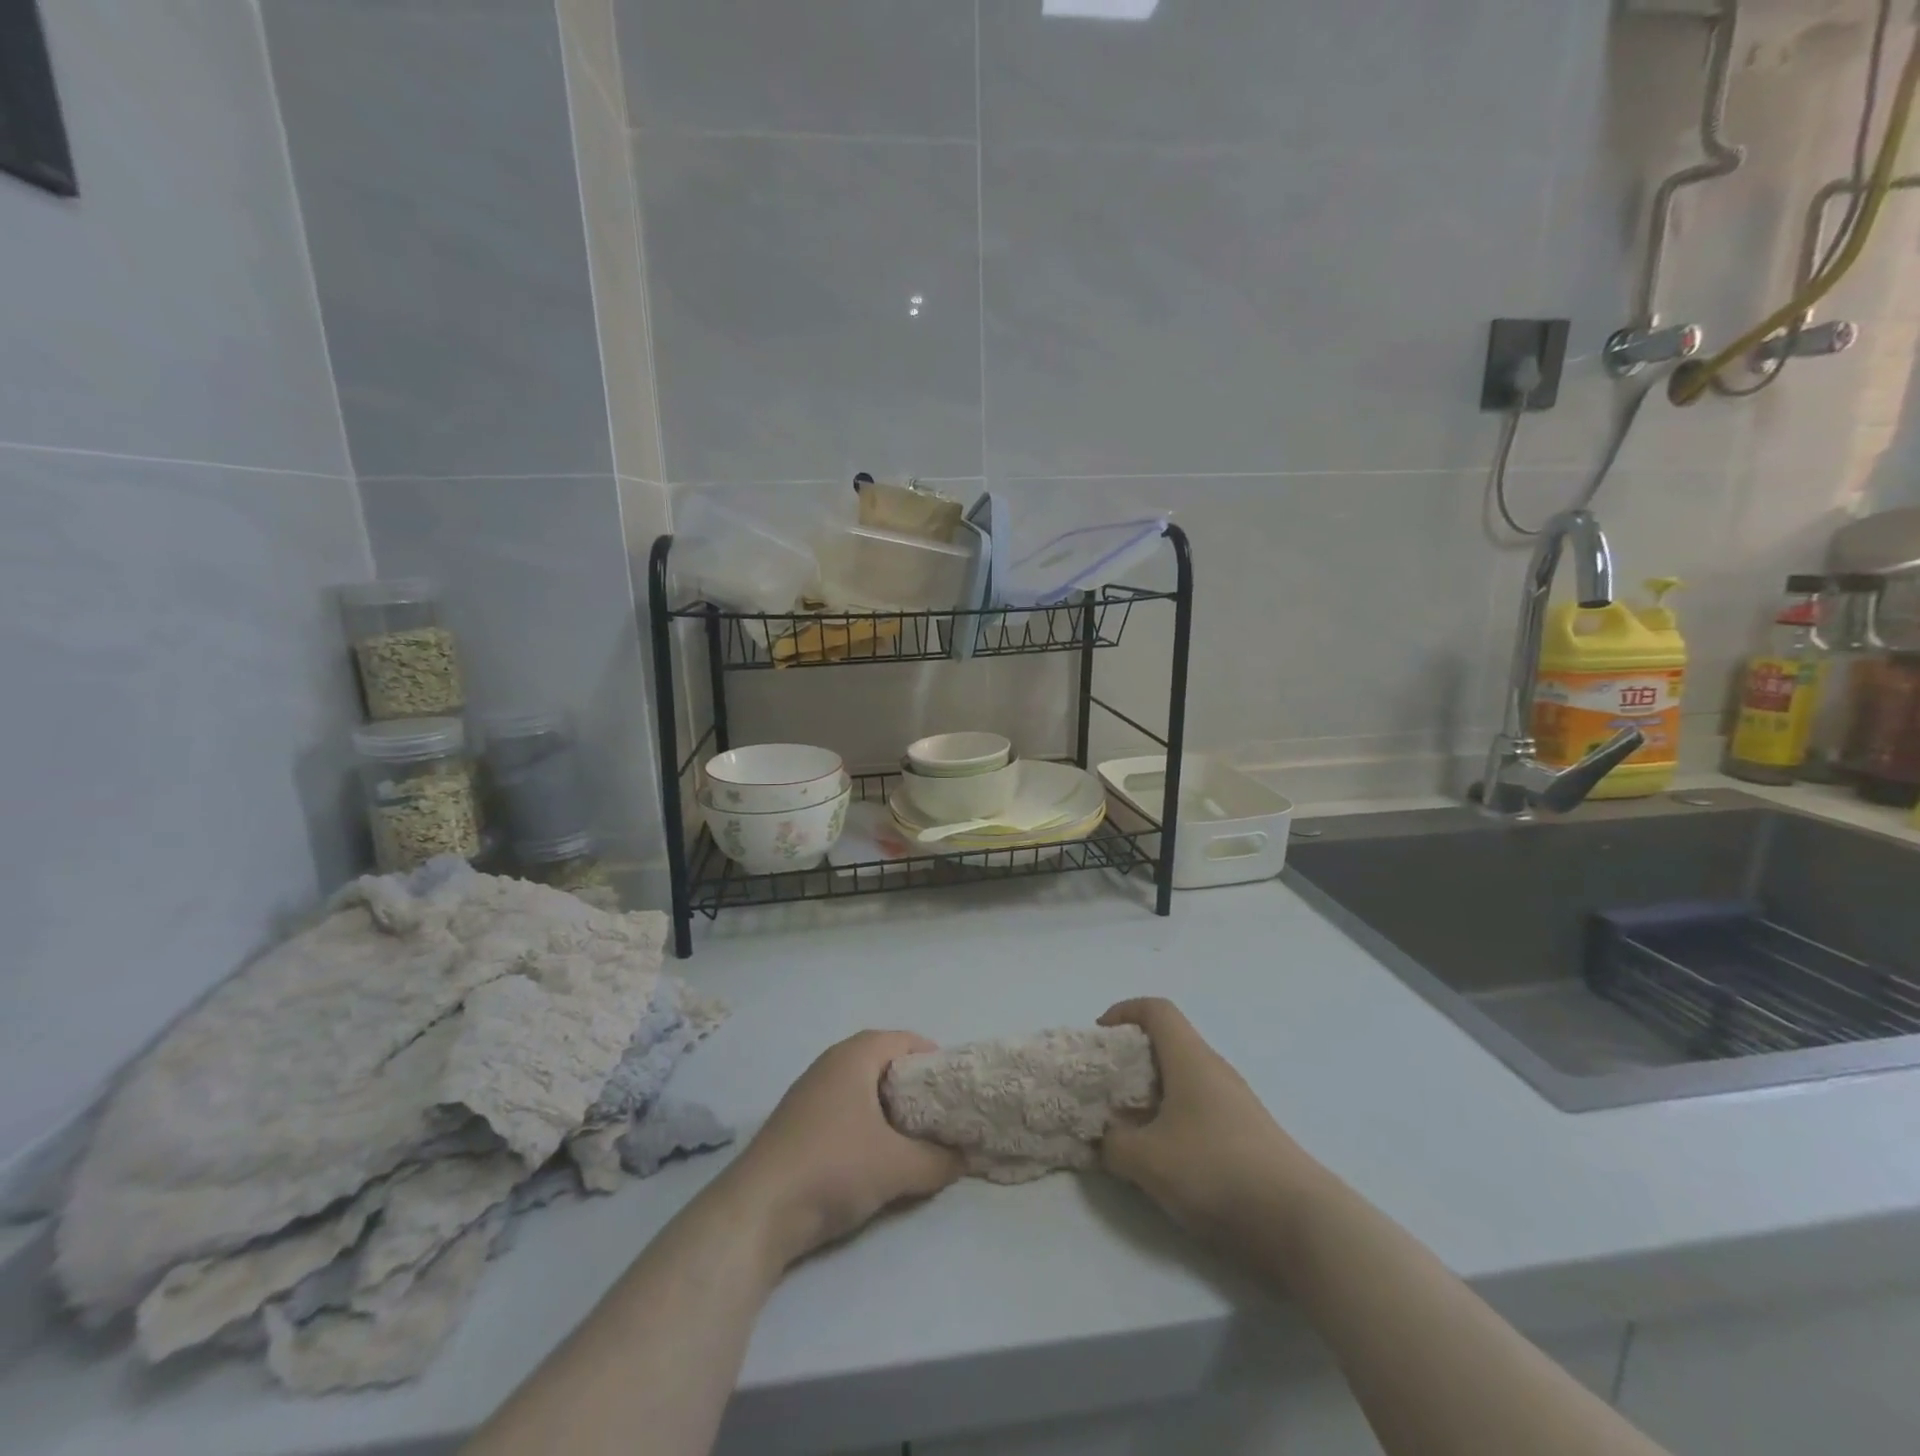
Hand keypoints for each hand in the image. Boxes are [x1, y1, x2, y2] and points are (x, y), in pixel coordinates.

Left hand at [725, 1031, 961, 1265]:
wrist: (758, 1211)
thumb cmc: (833, 1167)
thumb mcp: (897, 1167)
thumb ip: (938, 1161)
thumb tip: (966, 1159)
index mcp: (854, 1056)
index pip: (904, 1039)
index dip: (933, 1058)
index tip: (955, 1087)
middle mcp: (830, 1064)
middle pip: (883, 1061)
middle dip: (914, 1084)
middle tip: (941, 1113)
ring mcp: (809, 1093)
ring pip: (862, 1088)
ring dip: (889, 1107)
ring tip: (915, 1136)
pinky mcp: (797, 1123)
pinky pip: (844, 1109)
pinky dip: (866, 1123)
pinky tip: (876, 1154)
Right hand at [1098, 998, 1324, 1243]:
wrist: (1301, 1224)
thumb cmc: (1216, 1172)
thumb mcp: (1147, 1161)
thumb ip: (1114, 1143)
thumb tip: (1106, 1136)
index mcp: (1191, 1059)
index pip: (1156, 1010)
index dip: (1124, 1012)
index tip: (1100, 1038)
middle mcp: (1215, 1071)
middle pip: (1169, 1045)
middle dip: (1132, 1060)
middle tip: (1107, 1088)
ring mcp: (1236, 1105)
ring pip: (1185, 1081)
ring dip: (1152, 1095)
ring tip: (1128, 1128)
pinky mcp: (1248, 1138)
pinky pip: (1200, 1111)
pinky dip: (1174, 1122)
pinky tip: (1164, 1159)